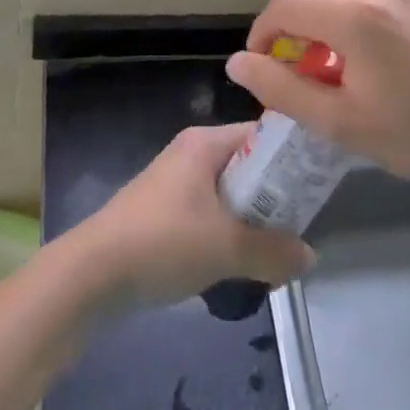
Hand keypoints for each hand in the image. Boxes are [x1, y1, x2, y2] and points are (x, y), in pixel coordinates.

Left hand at [68, 123, 313, 306]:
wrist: (90, 275)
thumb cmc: (162, 243)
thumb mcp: (226, 248)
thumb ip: (273, 251)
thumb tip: (310, 257)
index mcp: (204, 143)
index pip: (262, 135)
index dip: (292, 157)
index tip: (319, 184)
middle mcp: (190, 154)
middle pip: (247, 165)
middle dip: (274, 196)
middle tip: (302, 224)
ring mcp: (174, 184)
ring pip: (228, 194)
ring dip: (251, 220)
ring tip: (277, 249)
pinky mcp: (163, 213)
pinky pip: (209, 214)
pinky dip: (227, 233)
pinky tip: (239, 263)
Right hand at [225, 0, 409, 188]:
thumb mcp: (340, 123)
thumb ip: (281, 89)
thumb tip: (238, 63)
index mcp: (357, 18)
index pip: (285, 5)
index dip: (263, 31)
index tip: (265, 60)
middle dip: (286, 6)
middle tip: (290, 47)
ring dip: (321, 3)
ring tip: (332, 49)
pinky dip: (354, 2)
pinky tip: (370, 43)